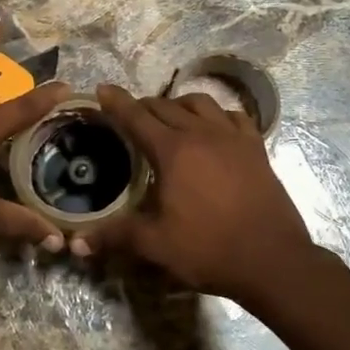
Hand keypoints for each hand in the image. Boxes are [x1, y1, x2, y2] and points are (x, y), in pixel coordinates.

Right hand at [71, 84, 315, 302]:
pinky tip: (215, 127)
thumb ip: (115, 236)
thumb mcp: (156, 245)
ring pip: (201, 103)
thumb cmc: (210, 250)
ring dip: (179, 104)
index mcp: (173, 151)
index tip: (102, 89)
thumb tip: (76, 243)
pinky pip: (235, 116)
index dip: (116, 102)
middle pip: (166, 106)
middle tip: (130, 115)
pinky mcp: (256, 149)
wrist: (273, 260)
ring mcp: (233, 138)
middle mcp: (202, 134)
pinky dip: (219, 115)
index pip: (137, 117)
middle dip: (143, 105)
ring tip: (171, 116)